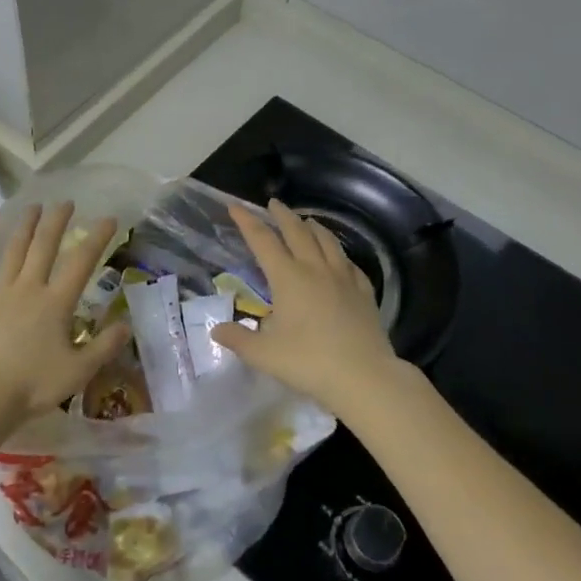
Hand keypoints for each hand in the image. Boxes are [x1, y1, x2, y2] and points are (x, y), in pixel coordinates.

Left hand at [0, 201, 129, 442]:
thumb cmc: (33, 386)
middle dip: (57, 221)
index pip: (81, 262)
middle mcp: (28, 288)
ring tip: (33, 207)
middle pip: (45, 246)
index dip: (97, 238)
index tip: (108, 219)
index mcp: (56, 303)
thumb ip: (104, 346)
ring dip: (25, 227)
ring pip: (13, 251)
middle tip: (66, 202)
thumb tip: (127, 325)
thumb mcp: (79, 372)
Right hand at [211, 198, 403, 421]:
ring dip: (313, 227)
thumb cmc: (308, 362)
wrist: (363, 376)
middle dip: (282, 216)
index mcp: (288, 278)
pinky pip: (349, 264)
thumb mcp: (264, 354)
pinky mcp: (364, 293)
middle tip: (273, 203)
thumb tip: (216, 330)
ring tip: (306, 221)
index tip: (235, 206)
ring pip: (327, 242)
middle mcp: (315, 269)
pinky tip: (339, 257)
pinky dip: (339, 254)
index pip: (263, 241)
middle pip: (297, 232)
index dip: (247, 222)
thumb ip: (238, 340)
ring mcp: (343, 279)